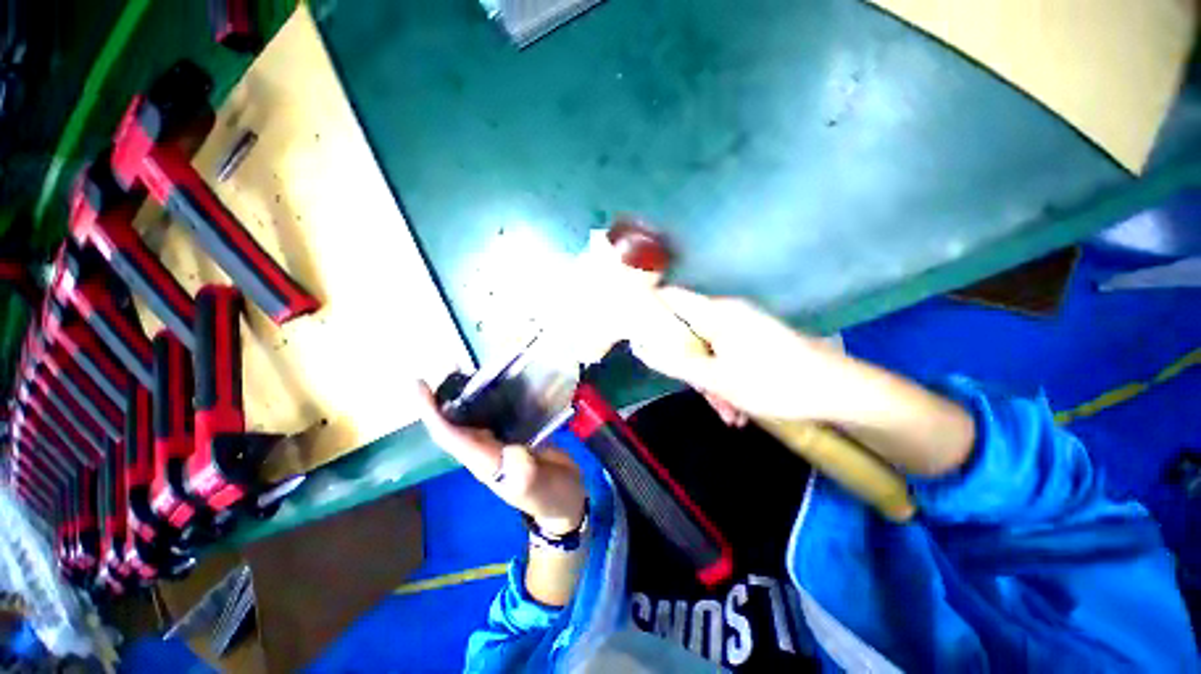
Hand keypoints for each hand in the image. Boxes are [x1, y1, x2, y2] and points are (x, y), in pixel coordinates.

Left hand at [414, 382, 587, 535]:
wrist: (567, 501)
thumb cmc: (552, 498)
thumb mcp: (540, 490)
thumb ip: (525, 475)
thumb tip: (511, 451)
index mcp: (485, 463)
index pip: (450, 436)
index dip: (432, 413)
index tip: (420, 386)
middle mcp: (485, 452)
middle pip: (454, 425)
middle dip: (442, 400)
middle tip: (445, 369)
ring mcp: (500, 444)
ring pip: (472, 419)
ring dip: (464, 397)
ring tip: (467, 372)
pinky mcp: (515, 437)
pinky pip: (495, 416)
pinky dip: (490, 399)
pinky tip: (500, 383)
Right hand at [630, 287, 849, 421]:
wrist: (837, 392)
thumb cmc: (773, 382)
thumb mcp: (715, 377)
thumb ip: (674, 361)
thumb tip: (639, 346)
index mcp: (716, 312)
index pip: (669, 298)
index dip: (648, 312)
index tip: (638, 337)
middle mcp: (727, 313)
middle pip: (688, 331)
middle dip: (688, 364)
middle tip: (700, 394)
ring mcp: (743, 327)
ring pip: (708, 349)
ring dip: (710, 381)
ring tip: (728, 413)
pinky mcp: (756, 340)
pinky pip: (727, 356)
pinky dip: (727, 380)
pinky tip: (739, 409)